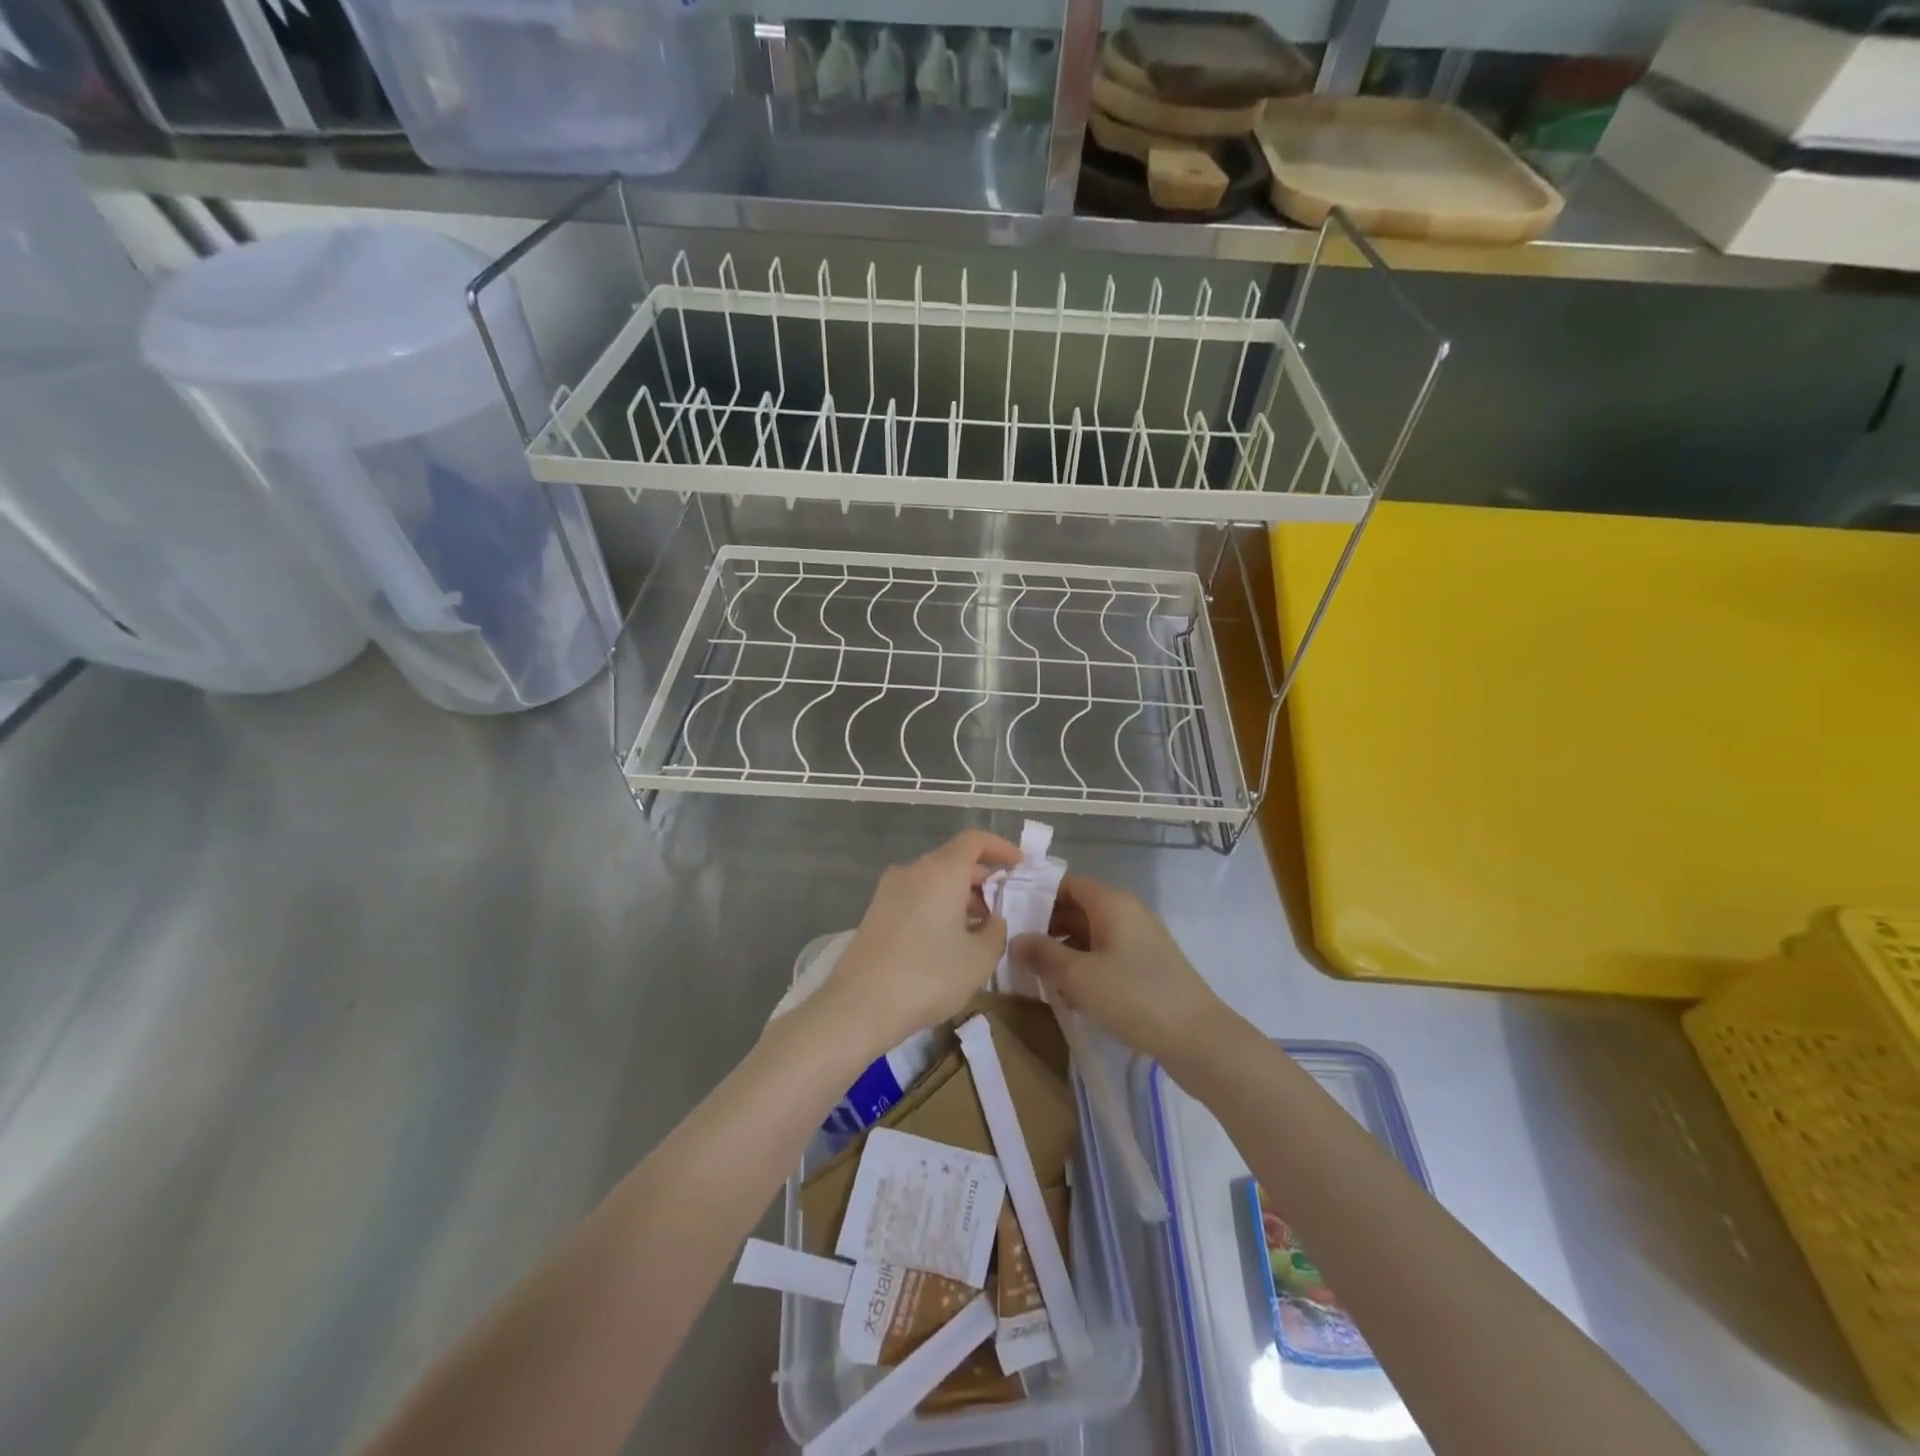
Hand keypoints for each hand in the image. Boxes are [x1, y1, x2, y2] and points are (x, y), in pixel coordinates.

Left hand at [815, 830, 1021, 1061]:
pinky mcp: (875, 912)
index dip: (1000, 848)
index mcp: (942, 870)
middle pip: (953, 861)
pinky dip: (937, 907)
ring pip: (933, 881)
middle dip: (981, 879)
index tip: (1019, 864)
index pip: (974, 841)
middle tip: (1002, 906)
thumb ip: (996, 932)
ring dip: (959, 896)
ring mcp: (889, 890)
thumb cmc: (928, 975)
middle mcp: (913, 870)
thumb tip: (992, 920)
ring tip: (979, 929)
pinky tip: (947, 941)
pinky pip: (916, 897)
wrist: (859, 1005)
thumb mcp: (979, 959)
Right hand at [1012, 874, 1233, 1068]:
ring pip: (1089, 935)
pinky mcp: (1145, 967)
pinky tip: (1065, 993)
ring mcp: (1138, 940)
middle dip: (1045, 926)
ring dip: (1062, 951)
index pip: (1067, 883)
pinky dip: (1083, 967)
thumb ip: (1043, 954)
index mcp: (1112, 903)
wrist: (1199, 1039)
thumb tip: (1016, 939)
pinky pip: (1104, 956)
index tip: (1009, 912)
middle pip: (1077, 908)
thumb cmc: (1135, 997)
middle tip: (1014, 948)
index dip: (1037, 893)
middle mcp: (1126, 913)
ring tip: (1033, 973)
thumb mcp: (1080, 976)